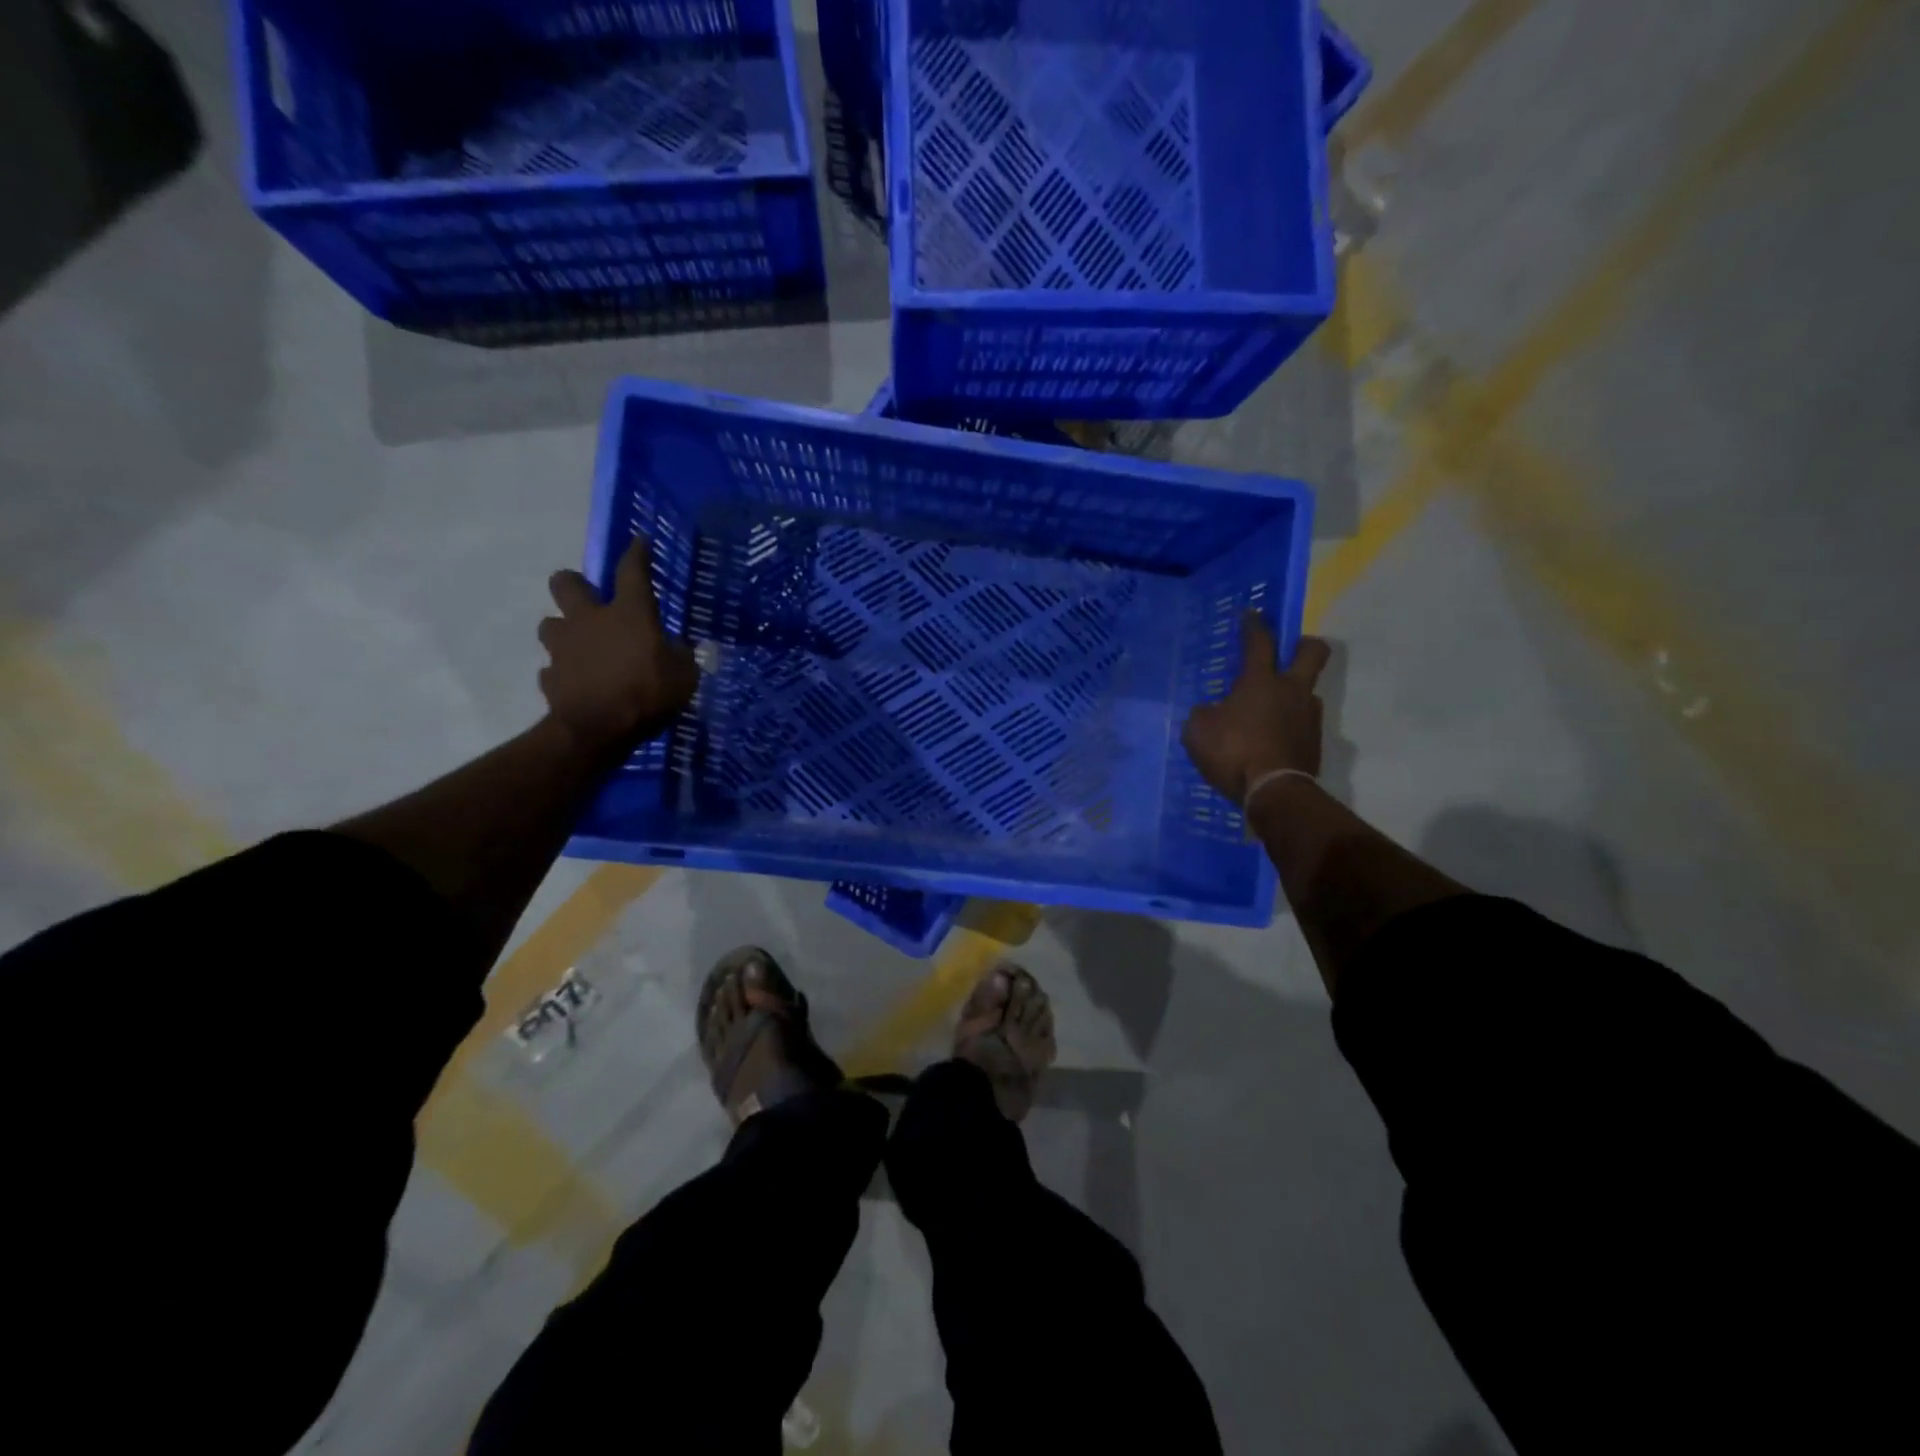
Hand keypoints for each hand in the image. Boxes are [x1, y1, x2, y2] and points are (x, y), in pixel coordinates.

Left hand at [539, 536, 698, 752]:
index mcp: (628, 614)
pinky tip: (578, 684)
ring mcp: (563, 647)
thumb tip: (674, 648)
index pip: (632, 571)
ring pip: (550, 624)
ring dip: (565, 632)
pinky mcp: (549, 676)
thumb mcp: (684, 676)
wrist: (598, 730)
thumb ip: (679, 656)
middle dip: (574, 586)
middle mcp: (589, 620)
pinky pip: (553, 668)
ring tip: (581, 648)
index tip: (639, 541)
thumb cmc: (647, 694)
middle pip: (565, 583)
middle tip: (590, 601)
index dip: (636, 553)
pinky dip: (564, 673)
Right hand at [1181, 613, 1330, 804]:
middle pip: (1313, 653)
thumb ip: (1204, 715)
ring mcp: (1308, 716)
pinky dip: (1289, 727)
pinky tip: (1272, 740)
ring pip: (1308, 692)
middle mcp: (1291, 691)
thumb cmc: (1232, 752)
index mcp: (1260, 681)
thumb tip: (1210, 712)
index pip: (1259, 642)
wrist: (1274, 792)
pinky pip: (1302, 724)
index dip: (1254, 625)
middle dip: (1303, 645)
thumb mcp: (1198, 731)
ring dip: (1292, 695)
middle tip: (1289, 650)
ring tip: (1269, 712)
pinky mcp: (1314, 742)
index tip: (1252, 614)